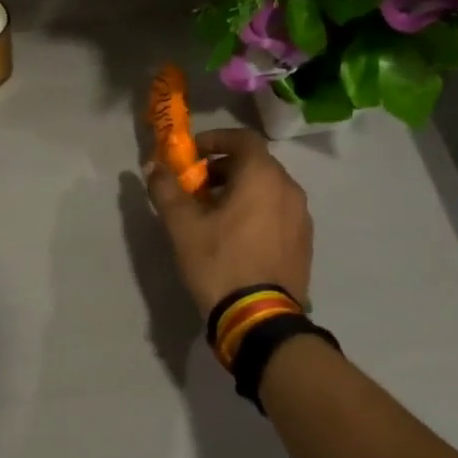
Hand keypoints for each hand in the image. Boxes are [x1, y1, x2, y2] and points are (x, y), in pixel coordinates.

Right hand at [145, 128, 313, 318]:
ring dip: (239, 190)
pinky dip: (256, 210)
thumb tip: (153, 166)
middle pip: (255, 163)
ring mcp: (301, 217)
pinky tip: (235, 236)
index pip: (242, 138)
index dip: (215, 139)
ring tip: (212, 214)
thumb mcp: (182, 226)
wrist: (260, 319)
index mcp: (262, 176)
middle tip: (195, 187)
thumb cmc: (220, 262)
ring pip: (267, 189)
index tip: (192, 154)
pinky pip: (278, 212)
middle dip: (222, 168)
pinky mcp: (304, 242)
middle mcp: (289, 189)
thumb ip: (166, 190)